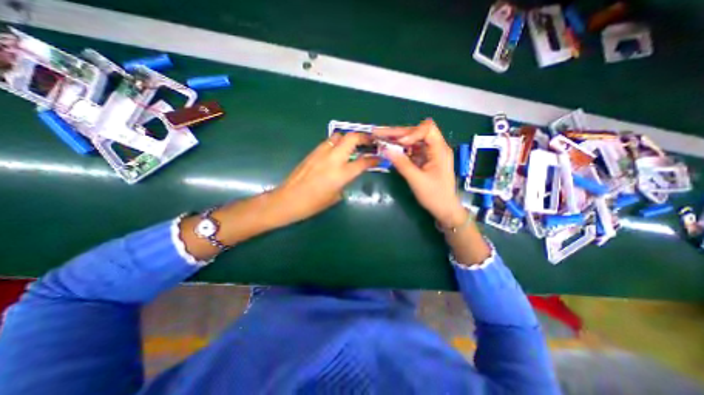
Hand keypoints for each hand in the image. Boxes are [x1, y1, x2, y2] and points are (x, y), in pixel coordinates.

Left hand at [267, 131, 379, 225]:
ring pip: (339, 136)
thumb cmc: (313, 204)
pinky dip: (336, 143)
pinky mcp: (312, 152)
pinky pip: (328, 142)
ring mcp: (321, 153)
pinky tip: (337, 151)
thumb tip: (347, 176)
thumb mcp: (334, 197)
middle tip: (370, 142)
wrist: (288, 200)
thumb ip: (344, 183)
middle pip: (352, 138)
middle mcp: (333, 159)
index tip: (380, 157)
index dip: (374, 159)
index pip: (363, 162)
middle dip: (364, 137)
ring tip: (353, 145)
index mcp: (341, 174)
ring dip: (349, 138)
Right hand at [374, 119, 466, 225]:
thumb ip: (401, 164)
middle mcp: (435, 148)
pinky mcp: (424, 160)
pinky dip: (400, 150)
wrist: (444, 209)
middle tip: (379, 133)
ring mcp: (429, 154)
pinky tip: (389, 150)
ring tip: (381, 139)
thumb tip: (385, 149)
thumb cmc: (435, 195)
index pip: (427, 129)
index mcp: (439, 150)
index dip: (411, 132)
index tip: (398, 142)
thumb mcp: (417, 180)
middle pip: (416, 132)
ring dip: (397, 140)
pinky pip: (411, 150)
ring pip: (412, 141)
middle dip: (398, 133)